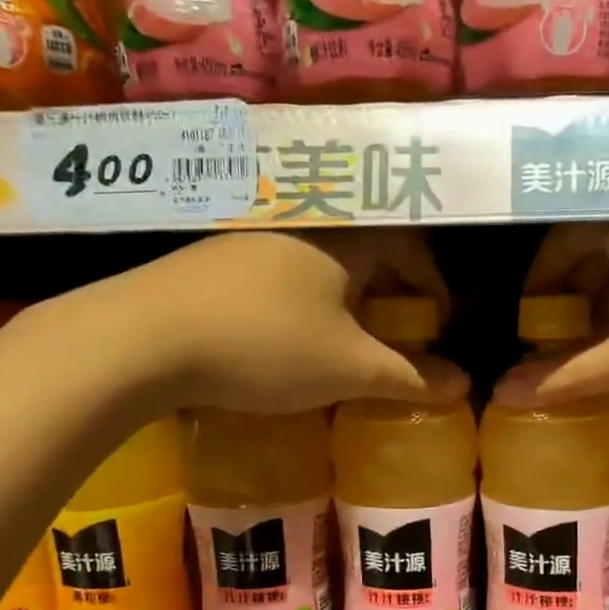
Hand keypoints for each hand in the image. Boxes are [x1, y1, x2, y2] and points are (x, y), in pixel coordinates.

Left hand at [54, 229, 452, 414]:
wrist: (144, 337)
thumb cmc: (265, 345)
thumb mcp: (348, 368)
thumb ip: (409, 376)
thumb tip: (465, 385)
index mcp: (344, 239)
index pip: (410, 245)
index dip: (432, 283)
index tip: (438, 322)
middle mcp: (302, 225)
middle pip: (366, 250)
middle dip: (391, 293)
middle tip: (397, 336)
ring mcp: (253, 237)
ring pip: (321, 262)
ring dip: (345, 298)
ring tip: (345, 342)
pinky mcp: (216, 259)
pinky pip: (281, 272)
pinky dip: (303, 301)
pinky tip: (287, 336)